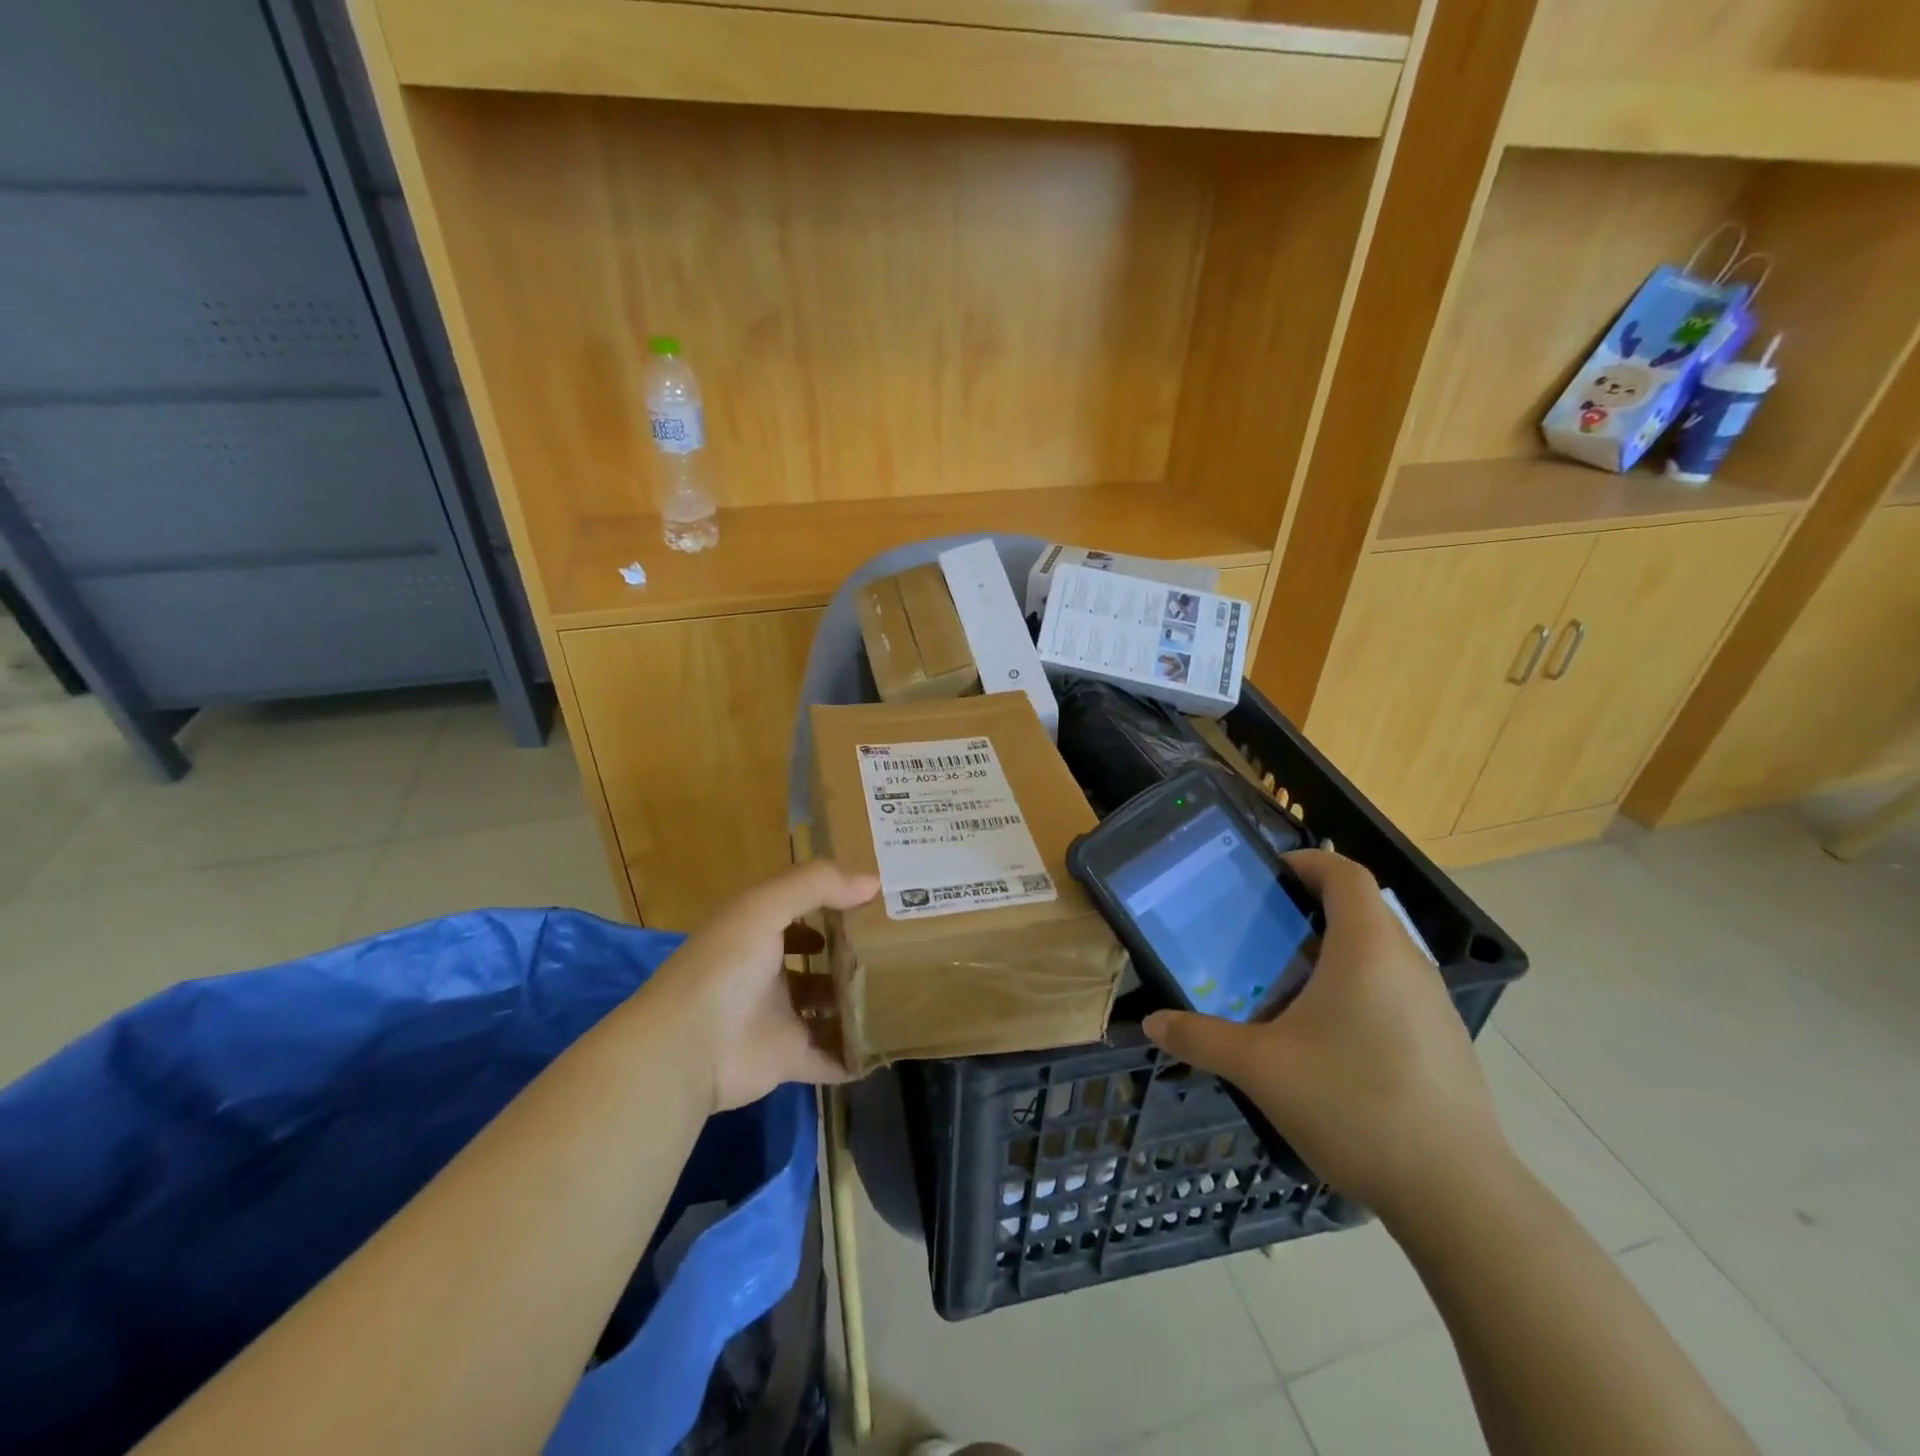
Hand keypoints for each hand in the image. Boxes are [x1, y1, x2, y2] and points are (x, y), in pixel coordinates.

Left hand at [643, 860, 878, 1112]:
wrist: (687, 1048)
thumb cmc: (724, 966)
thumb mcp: (764, 907)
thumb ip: (816, 885)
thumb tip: (873, 883)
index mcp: (757, 933)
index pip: (800, 911)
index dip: (834, 902)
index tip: (877, 901)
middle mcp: (767, 973)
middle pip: (818, 961)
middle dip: (852, 954)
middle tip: (901, 948)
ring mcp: (778, 1018)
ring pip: (826, 1008)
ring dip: (856, 1002)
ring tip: (904, 990)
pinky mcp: (788, 1059)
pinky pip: (831, 1057)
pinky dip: (855, 1054)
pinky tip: (890, 1042)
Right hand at [1142, 849, 1506, 1216]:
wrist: (1457, 1194)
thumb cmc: (1353, 1104)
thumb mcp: (1261, 1068)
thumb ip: (1202, 1038)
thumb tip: (1153, 1024)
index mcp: (1367, 948)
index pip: (1345, 873)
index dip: (1307, 862)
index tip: (1268, 876)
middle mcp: (1407, 963)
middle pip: (1361, 910)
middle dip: (1310, 910)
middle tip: (1262, 934)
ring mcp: (1434, 1004)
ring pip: (1380, 952)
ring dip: (1334, 952)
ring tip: (1287, 984)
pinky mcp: (1446, 1041)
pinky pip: (1395, 990)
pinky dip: (1359, 989)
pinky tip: (1330, 1038)